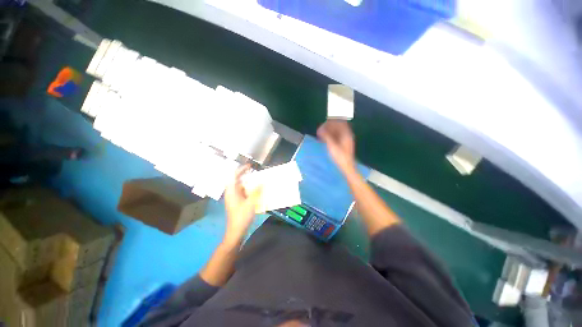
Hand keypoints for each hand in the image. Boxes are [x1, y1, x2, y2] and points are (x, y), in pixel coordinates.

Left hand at [223, 165, 261, 246]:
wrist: (236, 231)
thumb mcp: (251, 203)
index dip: (241, 170)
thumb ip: (256, 191)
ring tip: (256, 179)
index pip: (233, 176)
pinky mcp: (237, 203)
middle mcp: (231, 193)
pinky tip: (255, 190)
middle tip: (254, 172)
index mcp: (231, 192)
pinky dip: (248, 189)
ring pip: (239, 186)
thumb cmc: (242, 217)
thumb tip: (262, 181)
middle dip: (244, 175)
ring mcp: (233, 198)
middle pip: (236, 180)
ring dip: (247, 182)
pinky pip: (242, 192)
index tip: (250, 166)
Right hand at [317, 120, 355, 173]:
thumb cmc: (340, 156)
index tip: (323, 125)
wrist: (347, 167)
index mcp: (346, 134)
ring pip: (336, 132)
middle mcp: (347, 135)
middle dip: (328, 127)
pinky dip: (330, 136)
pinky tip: (324, 140)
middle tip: (320, 130)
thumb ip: (326, 136)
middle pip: (338, 126)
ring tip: (320, 135)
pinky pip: (336, 137)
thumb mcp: (332, 146)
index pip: (339, 122)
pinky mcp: (343, 145)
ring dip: (328, 131)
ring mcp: (345, 140)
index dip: (330, 122)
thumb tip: (320, 129)